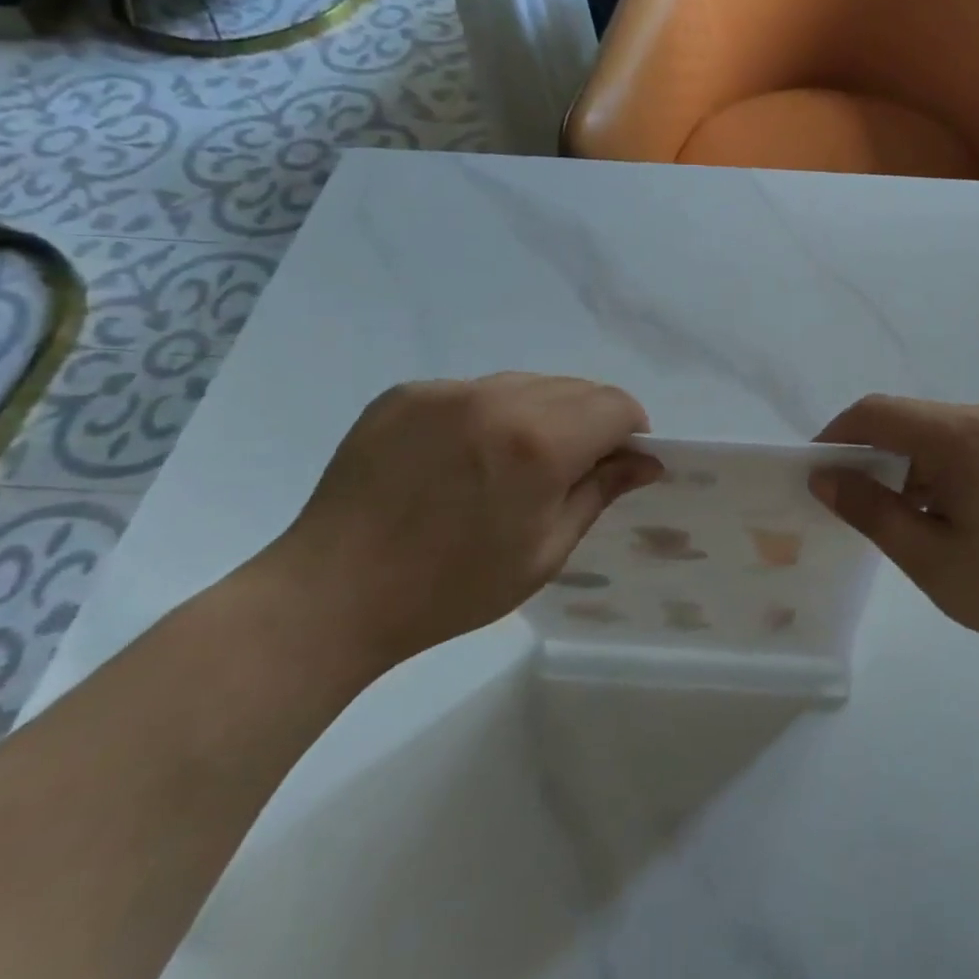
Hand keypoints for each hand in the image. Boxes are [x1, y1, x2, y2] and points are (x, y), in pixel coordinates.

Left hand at [259, 373, 660, 671]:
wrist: (333, 594)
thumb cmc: (452, 588)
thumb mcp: (545, 551)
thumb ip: (600, 492)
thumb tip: (646, 461)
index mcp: (539, 443)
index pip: (616, 405)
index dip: (630, 430)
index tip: (619, 461)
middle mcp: (497, 400)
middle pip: (575, 388)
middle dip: (589, 421)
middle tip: (569, 469)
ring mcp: (446, 391)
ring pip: (525, 384)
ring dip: (541, 413)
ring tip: (512, 463)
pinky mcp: (405, 394)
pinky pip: (473, 391)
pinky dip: (488, 415)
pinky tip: (462, 458)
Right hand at [811, 396, 978, 661]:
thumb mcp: (929, 556)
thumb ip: (871, 511)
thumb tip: (825, 478)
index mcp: (960, 434)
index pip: (876, 413)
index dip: (836, 437)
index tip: (814, 476)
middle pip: (906, 421)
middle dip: (869, 457)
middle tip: (850, 508)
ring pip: (935, 438)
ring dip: (904, 470)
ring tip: (897, 524)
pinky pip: (965, 450)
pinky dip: (937, 475)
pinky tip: (941, 521)